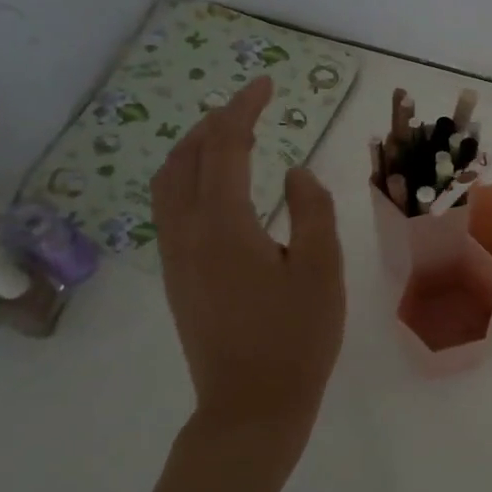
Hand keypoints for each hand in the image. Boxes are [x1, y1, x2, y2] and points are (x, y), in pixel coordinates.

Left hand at [150, 77, 345, 491]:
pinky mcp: (176, 277)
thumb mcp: (322, 269)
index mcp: (224, 224)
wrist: (251, 407)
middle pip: (186, 157)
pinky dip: (188, 177)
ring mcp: (175, 256)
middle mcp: (187, 232)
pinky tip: (216, 186)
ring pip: (169, 182)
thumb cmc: (297, 338)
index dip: (244, 108)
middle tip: (250, 105)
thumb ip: (311, 210)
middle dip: (214, 121)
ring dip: (194, 148)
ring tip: (228, 135)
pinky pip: (170, 207)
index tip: (265, 85)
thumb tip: (294, 173)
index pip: (225, 146)